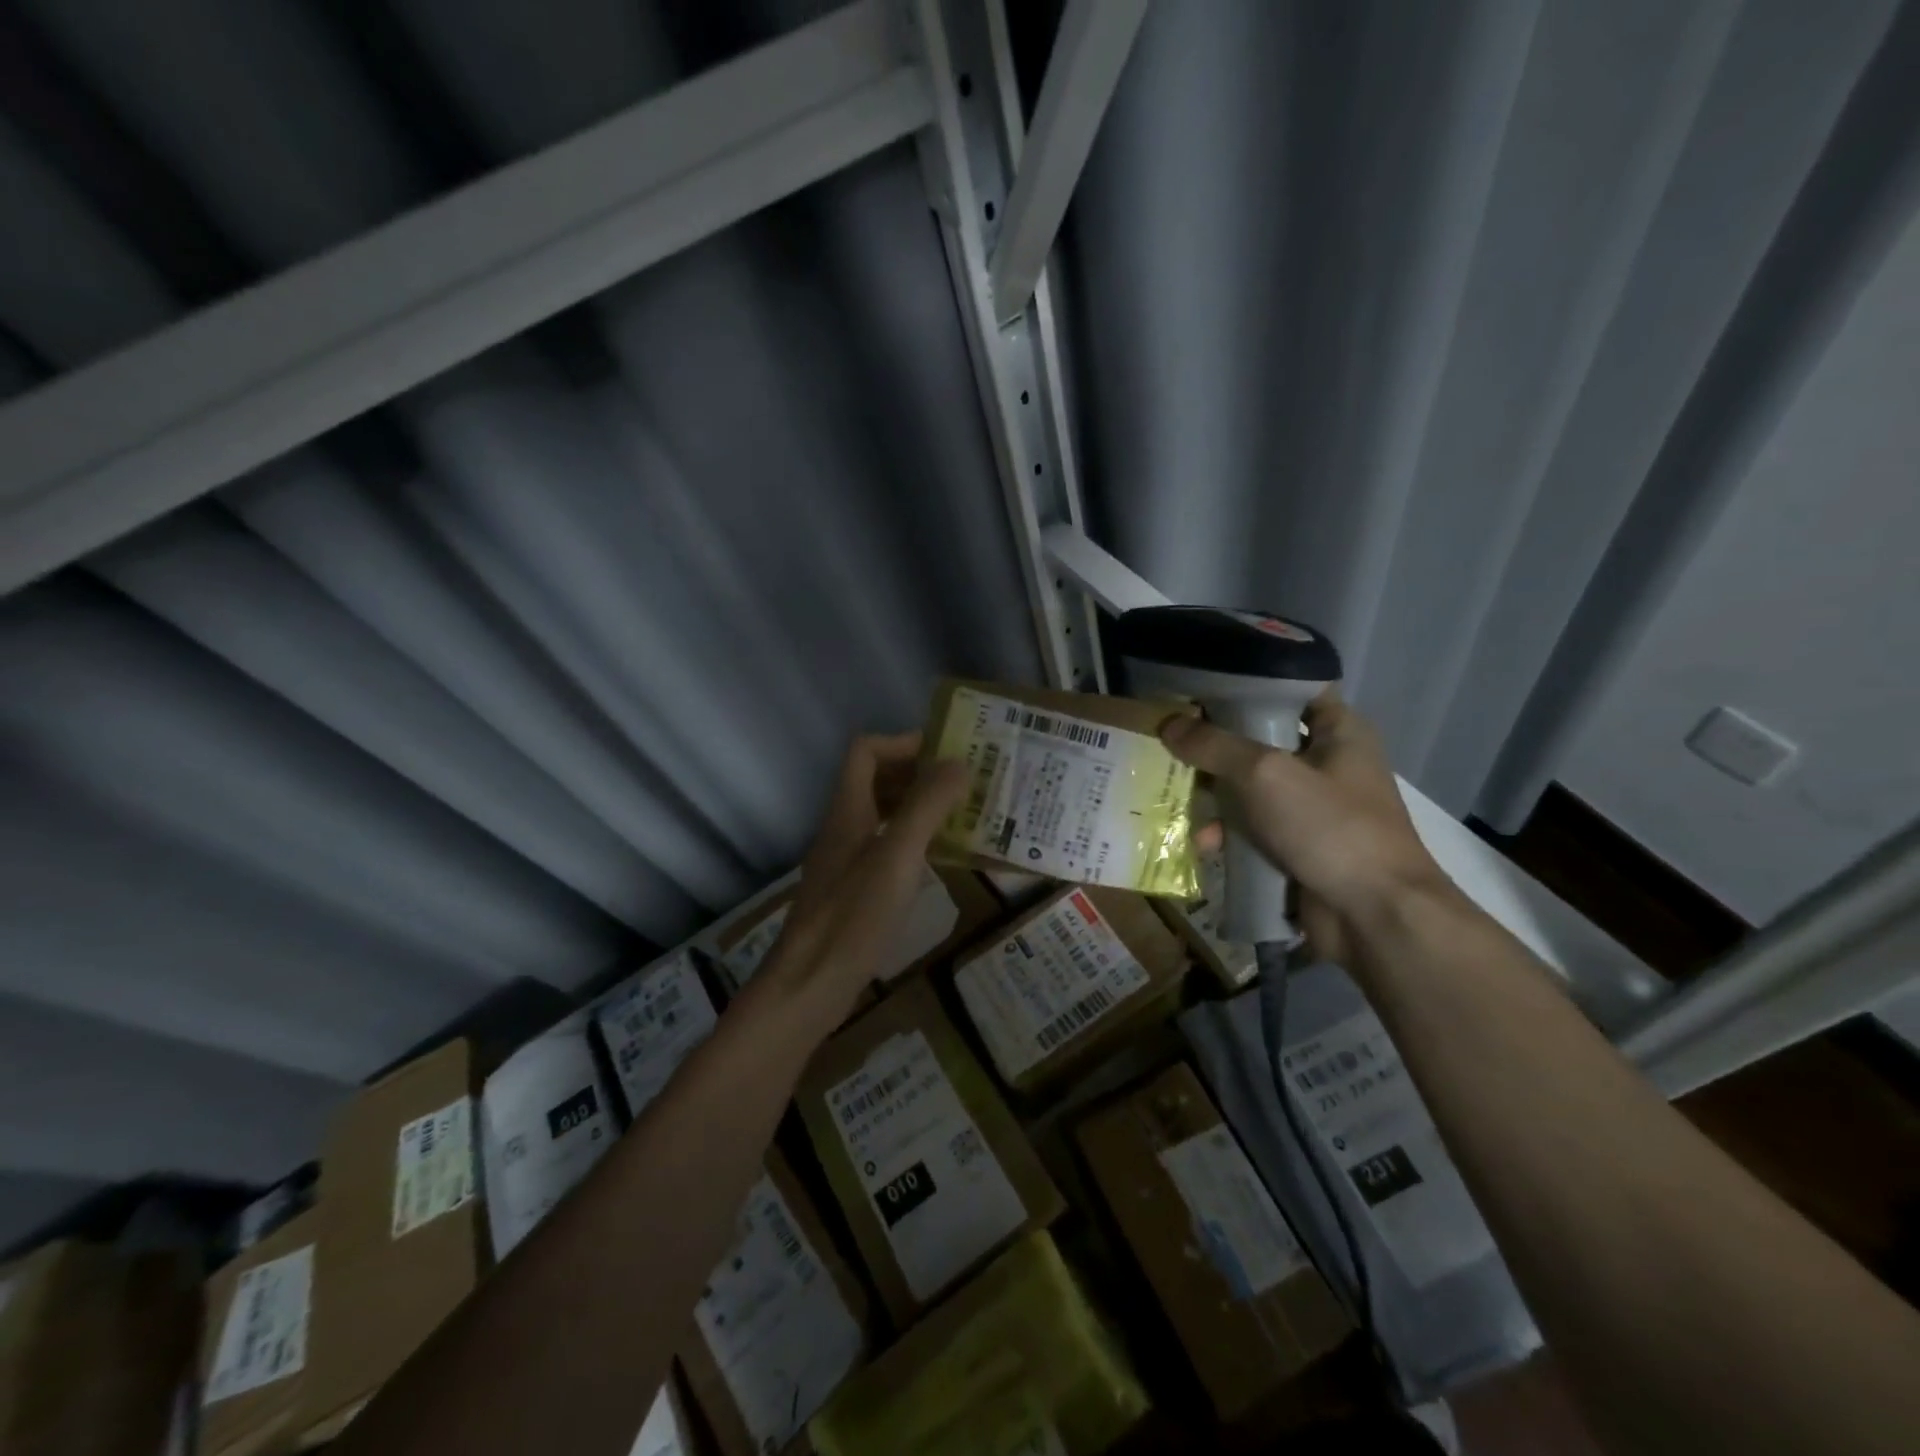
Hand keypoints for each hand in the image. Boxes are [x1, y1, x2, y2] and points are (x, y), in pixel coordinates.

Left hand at [755, 732, 968, 1024]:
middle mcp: (843, 828)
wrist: (809, 985)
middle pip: (875, 780)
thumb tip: (957, 762)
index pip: (866, 751)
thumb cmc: (854, 916)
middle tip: (963, 783)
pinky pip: (884, 847)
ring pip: (881, 814)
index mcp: (848, 810)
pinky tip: (937, 860)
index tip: (947, 754)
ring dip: (917, 807)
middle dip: (917, 773)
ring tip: (960, 816)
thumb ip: (926, 806)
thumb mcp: (898, 856)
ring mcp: (844, 860)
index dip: (903, 743)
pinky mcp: (851, 890)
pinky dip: (912, 840)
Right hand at [1163, 692, 1452, 965]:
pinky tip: (1203, 844)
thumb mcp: (1265, 775)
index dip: (1246, 684)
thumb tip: (1167, 724)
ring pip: (1250, 787)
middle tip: (1172, 741)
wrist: (1376, 917)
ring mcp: (1313, 807)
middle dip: (1215, 745)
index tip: (1198, 686)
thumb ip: (1214, 746)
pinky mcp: (1298, 846)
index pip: (1290, 688)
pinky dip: (1228, 833)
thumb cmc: (1330, 827)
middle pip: (1261, 739)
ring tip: (1178, 798)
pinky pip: (1253, 828)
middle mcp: (1327, 763)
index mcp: (1338, 731)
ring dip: (1215, 796)